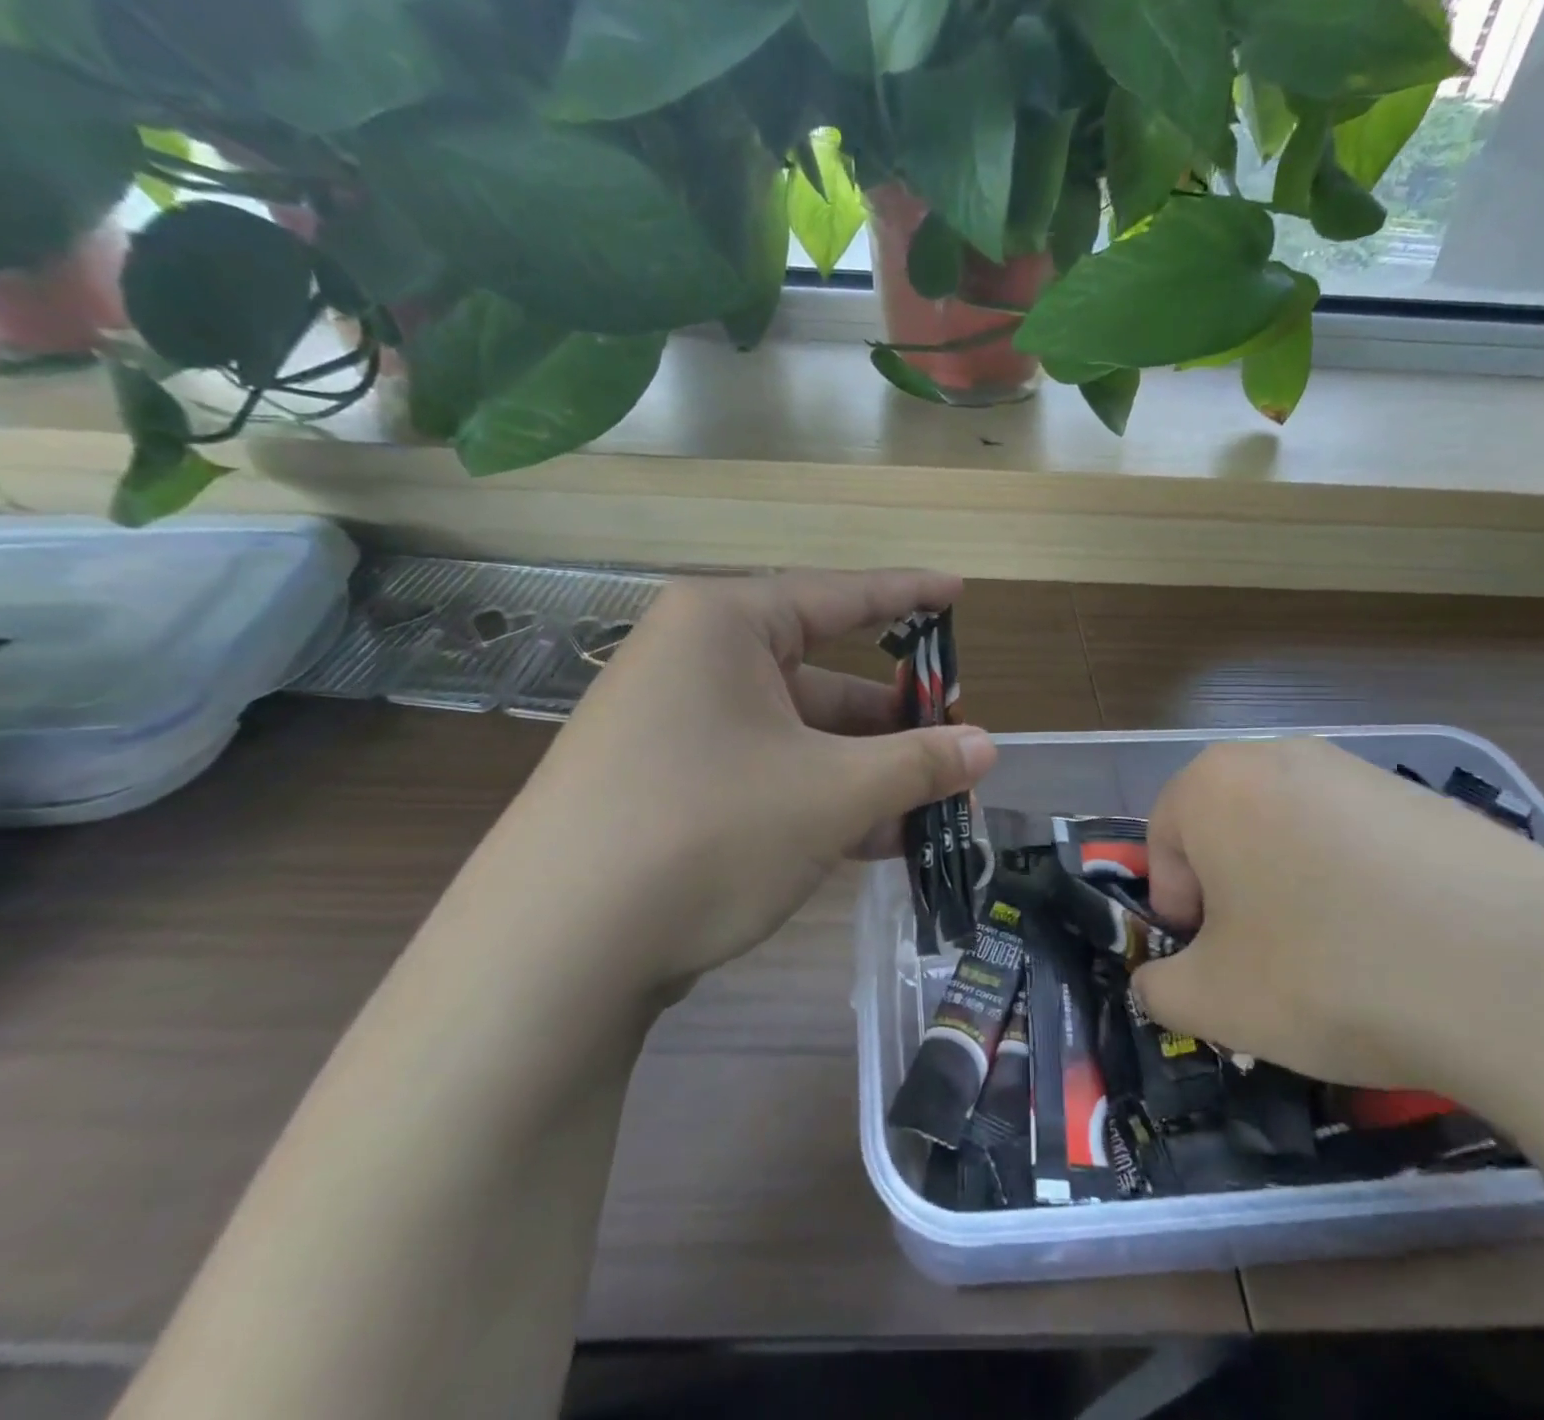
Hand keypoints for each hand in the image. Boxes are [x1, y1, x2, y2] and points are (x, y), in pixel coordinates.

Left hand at [480, 570, 996, 999]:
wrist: (554, 952)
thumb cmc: (706, 832)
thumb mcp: (831, 794)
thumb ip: (917, 764)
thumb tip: (989, 748)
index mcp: (724, 625)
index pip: (839, 596)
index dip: (908, 594)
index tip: (959, 591)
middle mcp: (695, 661)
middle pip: (822, 678)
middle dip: (895, 721)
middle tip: (958, 745)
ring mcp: (678, 726)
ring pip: (799, 737)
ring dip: (866, 773)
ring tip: (935, 808)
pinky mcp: (670, 785)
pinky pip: (767, 774)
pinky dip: (821, 800)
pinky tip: (877, 840)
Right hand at [1130, 738, 1543, 1095]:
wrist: (1526, 980)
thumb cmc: (1328, 975)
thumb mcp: (1213, 1002)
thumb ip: (1158, 990)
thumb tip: (1157, 986)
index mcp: (1213, 784)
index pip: (1164, 844)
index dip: (1180, 911)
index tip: (1214, 962)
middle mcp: (1280, 757)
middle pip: (1229, 832)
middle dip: (1234, 896)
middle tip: (1269, 962)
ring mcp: (1364, 771)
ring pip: (1296, 835)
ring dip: (1296, 891)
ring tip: (1343, 960)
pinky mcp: (1434, 800)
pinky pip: (1367, 843)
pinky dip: (1364, 888)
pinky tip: (1405, 947)